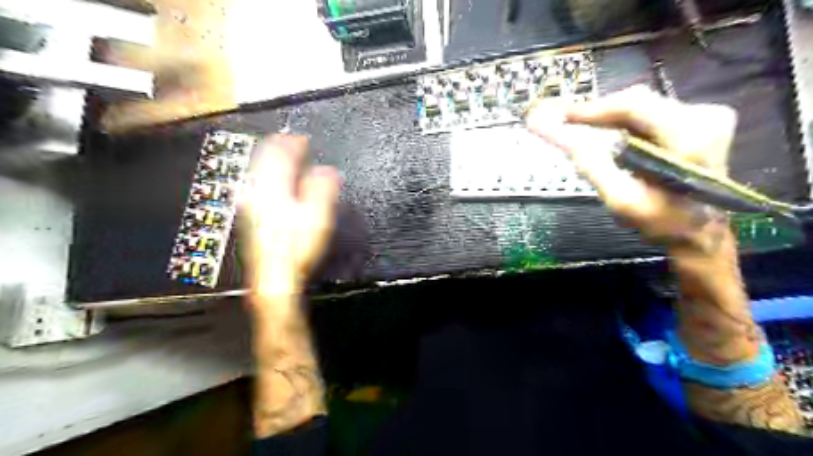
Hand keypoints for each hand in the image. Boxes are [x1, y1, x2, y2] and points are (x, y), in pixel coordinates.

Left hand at [242, 133, 340, 298]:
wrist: (275, 275)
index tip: (301, 137)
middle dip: (278, 147)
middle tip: (289, 140)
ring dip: (269, 159)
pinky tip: (266, 180)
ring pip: (257, 172)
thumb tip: (327, 170)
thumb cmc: (295, 248)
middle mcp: (260, 193)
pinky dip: (264, 175)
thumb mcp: (316, 217)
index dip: (292, 144)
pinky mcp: (252, 215)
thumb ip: (322, 189)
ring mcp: (253, 205)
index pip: (281, 157)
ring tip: (279, 153)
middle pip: (264, 161)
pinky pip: (255, 186)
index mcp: (276, 190)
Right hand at [524, 86, 741, 254]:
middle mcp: (703, 115)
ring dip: (606, 118)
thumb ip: (592, 165)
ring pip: (640, 106)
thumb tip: (558, 135)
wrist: (702, 231)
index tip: (558, 115)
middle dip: (595, 113)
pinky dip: (620, 123)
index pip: (632, 106)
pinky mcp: (698, 120)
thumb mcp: (622, 200)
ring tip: (575, 127)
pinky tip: (602, 134)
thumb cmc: (664, 222)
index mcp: (690, 136)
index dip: (591, 108)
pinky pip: (648, 113)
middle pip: (635, 102)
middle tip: (561, 121)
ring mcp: (704, 115)